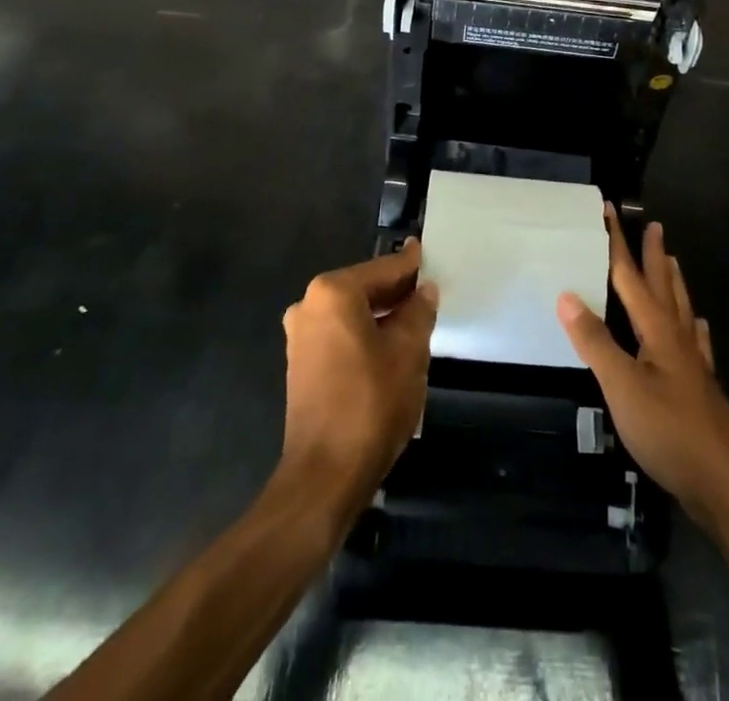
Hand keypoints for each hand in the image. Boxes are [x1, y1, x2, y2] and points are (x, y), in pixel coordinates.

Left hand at [278, 242, 437, 514]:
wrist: (325, 475)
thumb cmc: (370, 402)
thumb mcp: (408, 351)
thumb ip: (418, 311)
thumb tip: (423, 290)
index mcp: (333, 293)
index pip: (384, 269)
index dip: (411, 265)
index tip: (427, 253)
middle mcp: (309, 305)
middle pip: (364, 288)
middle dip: (396, 292)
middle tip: (428, 292)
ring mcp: (300, 336)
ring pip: (351, 313)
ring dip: (381, 315)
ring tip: (415, 321)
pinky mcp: (300, 364)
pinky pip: (339, 334)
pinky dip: (364, 334)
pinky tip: (389, 347)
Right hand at [558, 210, 728, 523]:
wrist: (726, 483)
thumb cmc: (670, 431)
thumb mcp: (622, 386)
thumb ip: (595, 342)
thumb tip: (566, 295)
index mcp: (657, 330)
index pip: (631, 276)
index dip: (618, 244)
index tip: (609, 211)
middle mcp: (678, 338)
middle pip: (663, 286)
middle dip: (653, 255)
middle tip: (654, 225)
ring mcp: (693, 364)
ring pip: (681, 310)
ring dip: (673, 283)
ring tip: (672, 262)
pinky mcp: (701, 389)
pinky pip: (696, 344)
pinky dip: (694, 328)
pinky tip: (699, 327)